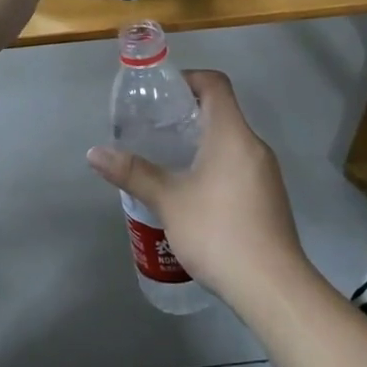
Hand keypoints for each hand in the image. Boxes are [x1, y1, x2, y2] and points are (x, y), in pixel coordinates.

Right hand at [86, 71, 313, 311]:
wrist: (272, 287)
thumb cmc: (218, 231)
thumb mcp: (168, 201)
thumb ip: (133, 173)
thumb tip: (94, 153)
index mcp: (232, 134)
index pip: (215, 84)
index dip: (188, 79)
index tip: (161, 95)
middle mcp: (254, 146)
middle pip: (222, 113)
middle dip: (187, 115)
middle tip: (154, 130)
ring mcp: (266, 174)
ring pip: (231, 143)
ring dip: (201, 144)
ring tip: (168, 163)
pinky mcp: (269, 198)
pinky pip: (239, 167)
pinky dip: (215, 167)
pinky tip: (193, 195)